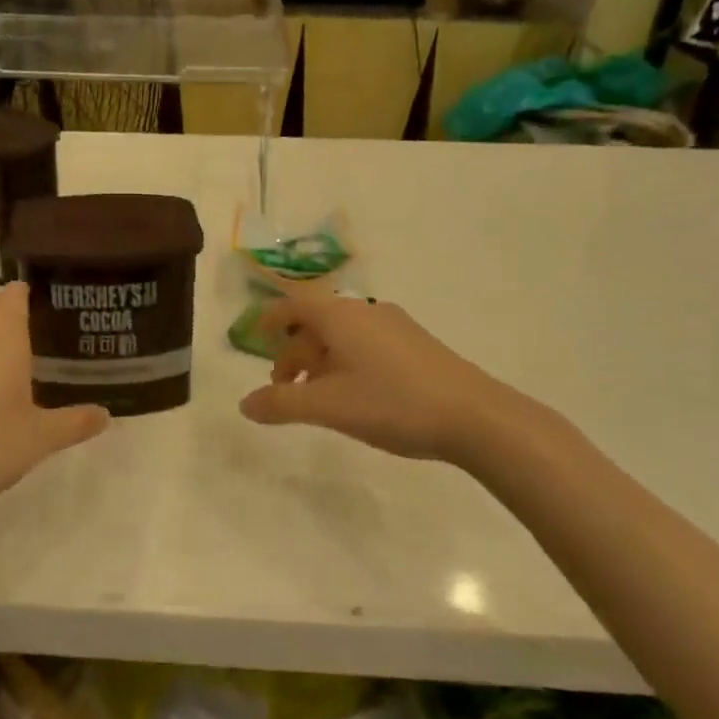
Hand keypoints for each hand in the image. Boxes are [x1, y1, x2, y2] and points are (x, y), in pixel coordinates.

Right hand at [239, 291, 519, 464]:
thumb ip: (281, 405)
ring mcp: (395, 327)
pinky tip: (353, 395)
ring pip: (342, 335)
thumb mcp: (328, 406)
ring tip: (315, 396)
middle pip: (317, 321)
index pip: (295, 303)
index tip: (255, 336)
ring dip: (320, 359)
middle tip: (283, 386)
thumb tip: (244, 404)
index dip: (271, 317)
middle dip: (293, 350)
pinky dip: (345, 362)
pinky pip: (365, 344)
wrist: (474, 415)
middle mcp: (366, 312)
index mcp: (341, 316)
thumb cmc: (393, 403)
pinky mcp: (415, 346)